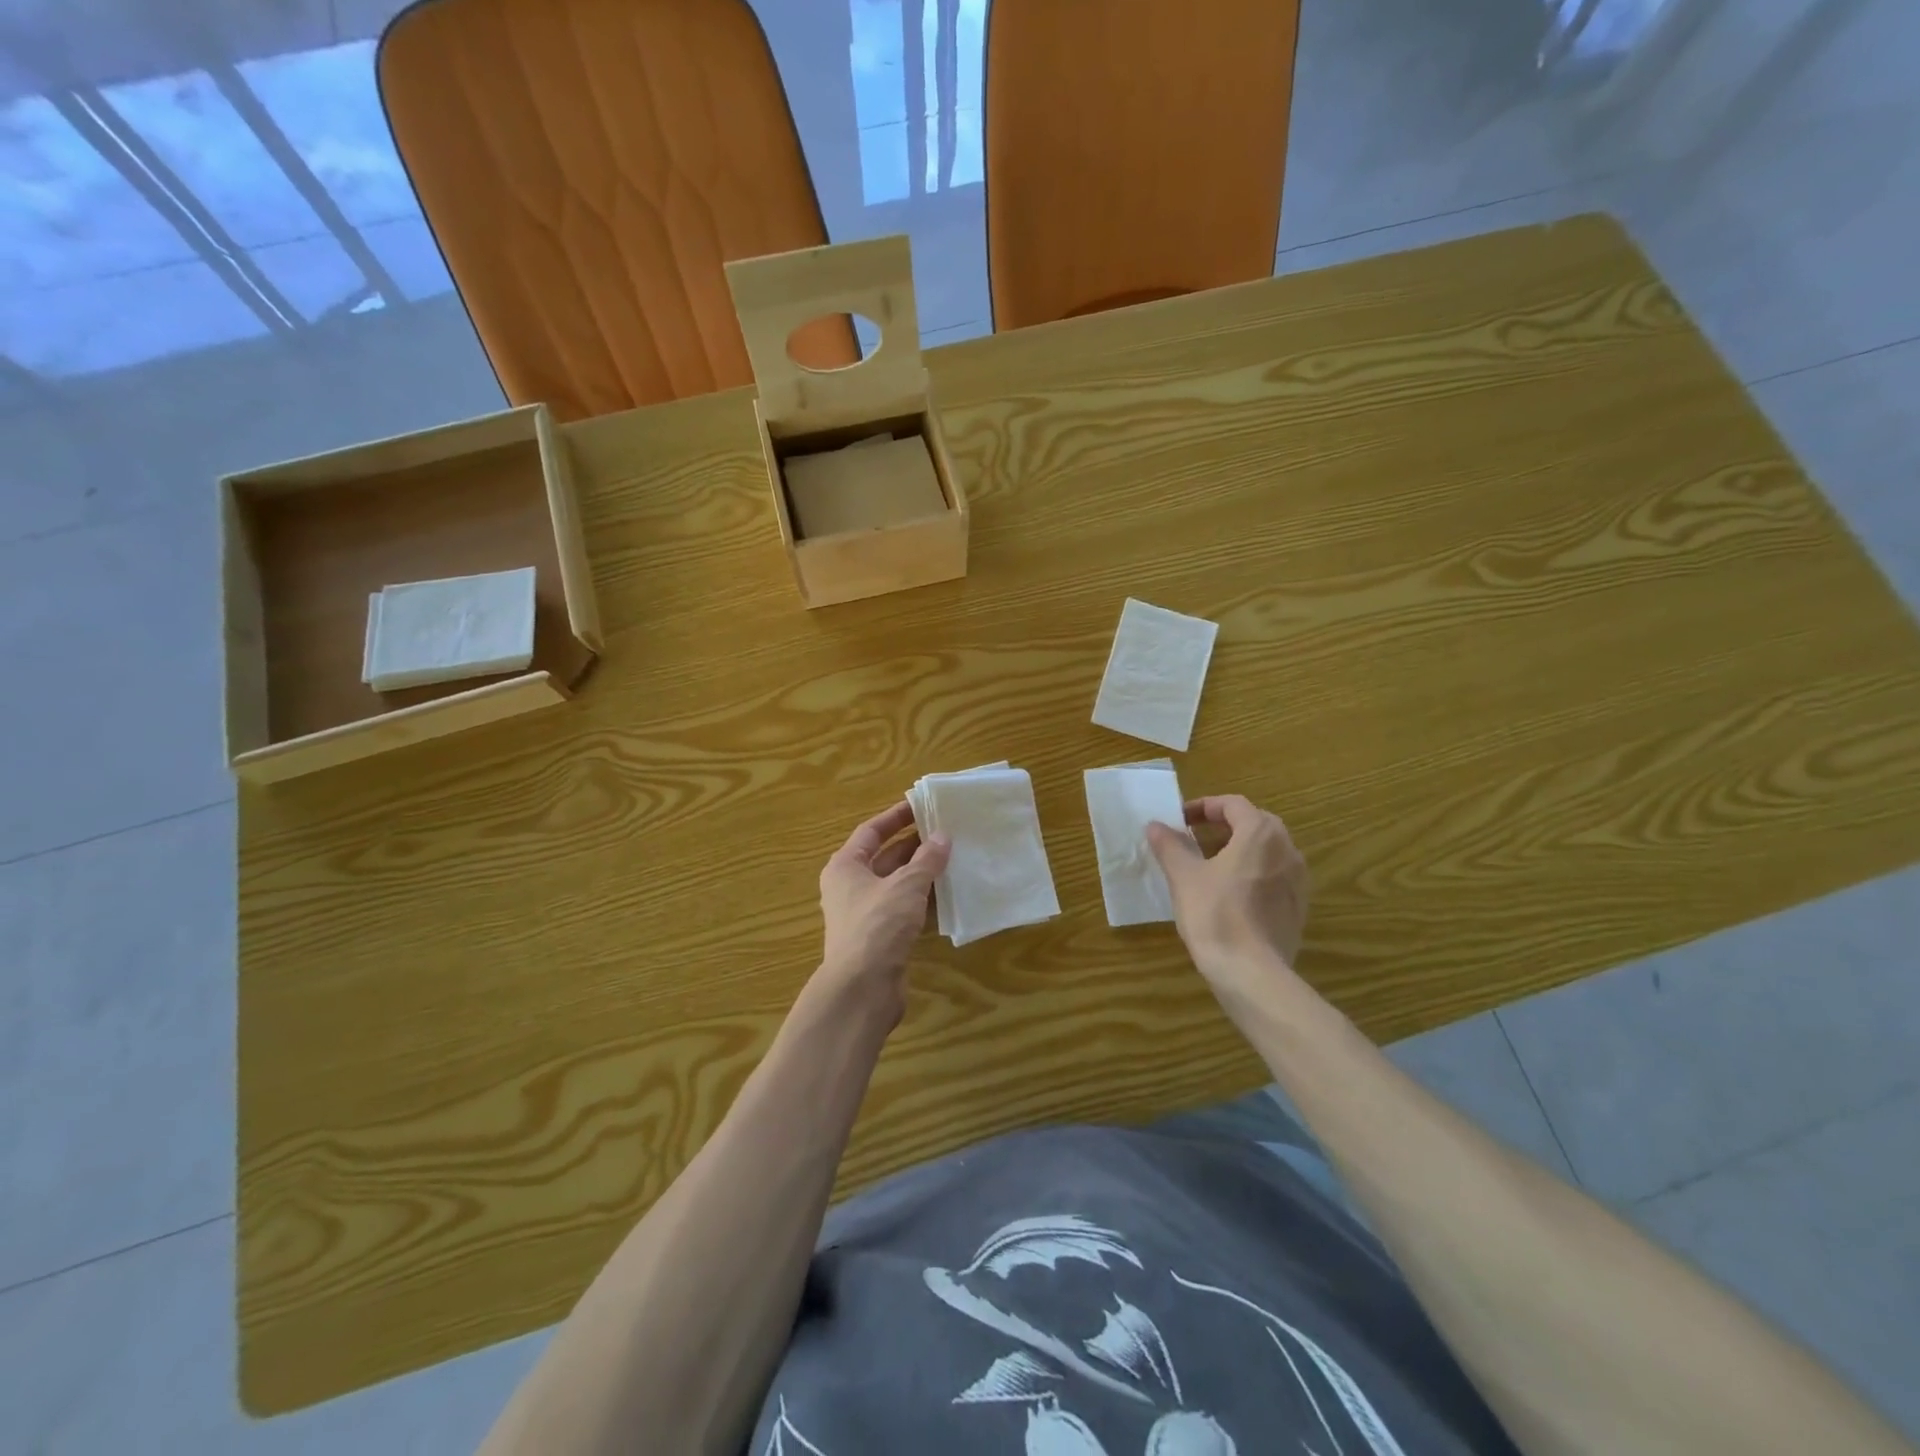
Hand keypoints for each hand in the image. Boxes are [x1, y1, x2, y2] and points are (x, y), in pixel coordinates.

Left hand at [817, 801, 949, 1019]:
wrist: (862, 989)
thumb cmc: (878, 925)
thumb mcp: (906, 885)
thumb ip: (926, 860)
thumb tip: (942, 837)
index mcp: (845, 866)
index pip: (871, 831)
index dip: (896, 817)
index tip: (922, 807)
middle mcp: (850, 887)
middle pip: (884, 857)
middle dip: (914, 845)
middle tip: (947, 832)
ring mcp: (864, 914)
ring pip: (896, 884)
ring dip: (922, 873)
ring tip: (953, 858)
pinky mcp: (879, 938)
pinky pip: (903, 908)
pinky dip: (922, 900)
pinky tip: (947, 894)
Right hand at [1147, 795, 1310, 1005]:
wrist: (1252, 973)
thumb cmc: (1215, 915)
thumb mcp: (1184, 876)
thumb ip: (1170, 845)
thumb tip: (1156, 826)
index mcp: (1260, 833)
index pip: (1233, 804)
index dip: (1204, 807)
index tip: (1180, 821)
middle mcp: (1287, 849)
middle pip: (1254, 823)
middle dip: (1222, 826)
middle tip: (1193, 839)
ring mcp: (1298, 879)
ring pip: (1266, 850)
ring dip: (1238, 850)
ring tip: (1208, 866)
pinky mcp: (1298, 907)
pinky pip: (1274, 876)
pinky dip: (1251, 873)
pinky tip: (1229, 895)